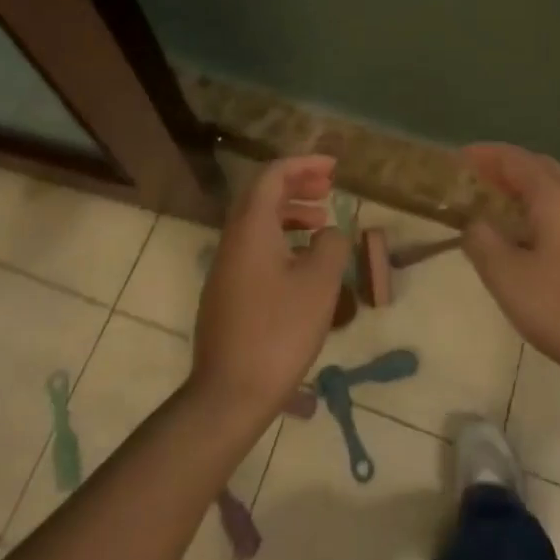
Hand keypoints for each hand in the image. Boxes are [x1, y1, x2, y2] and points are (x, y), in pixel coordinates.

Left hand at [190, 155, 350, 427]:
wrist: (229, 395)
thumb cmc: (279, 332)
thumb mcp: (319, 284)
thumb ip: (331, 245)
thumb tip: (329, 233)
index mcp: (251, 227)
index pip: (273, 175)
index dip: (303, 164)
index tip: (333, 167)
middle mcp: (233, 239)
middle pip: (262, 194)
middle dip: (296, 184)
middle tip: (329, 187)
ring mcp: (225, 267)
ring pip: (257, 222)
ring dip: (289, 212)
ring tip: (322, 222)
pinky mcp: (226, 293)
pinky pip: (254, 246)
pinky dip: (280, 238)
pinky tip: (303, 263)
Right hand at [461, 143, 559, 386]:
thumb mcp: (507, 276)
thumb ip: (483, 242)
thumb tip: (474, 222)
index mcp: (553, 198)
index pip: (516, 160)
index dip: (487, 154)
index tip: (461, 156)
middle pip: (540, 167)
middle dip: (508, 165)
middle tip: (479, 172)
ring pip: (554, 190)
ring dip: (524, 186)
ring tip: (497, 198)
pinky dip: (537, 206)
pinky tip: (525, 232)